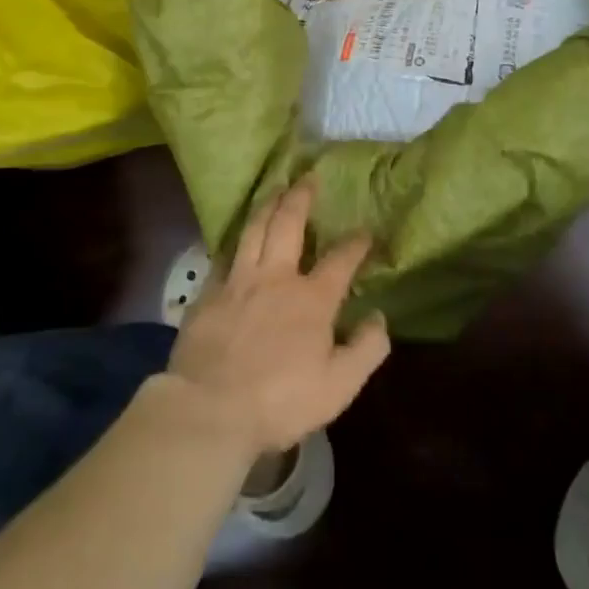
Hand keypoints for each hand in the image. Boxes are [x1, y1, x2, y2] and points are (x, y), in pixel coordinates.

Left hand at [167, 182, 390, 454]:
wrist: (210, 410)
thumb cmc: (280, 401)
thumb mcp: (339, 386)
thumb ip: (366, 349)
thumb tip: (380, 317)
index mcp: (312, 298)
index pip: (341, 259)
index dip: (356, 242)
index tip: (366, 231)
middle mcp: (276, 277)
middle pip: (289, 224)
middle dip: (301, 197)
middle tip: (308, 178)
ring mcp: (238, 280)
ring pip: (254, 229)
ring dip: (267, 204)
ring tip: (274, 187)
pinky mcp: (209, 292)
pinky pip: (223, 255)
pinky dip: (234, 241)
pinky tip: (236, 236)